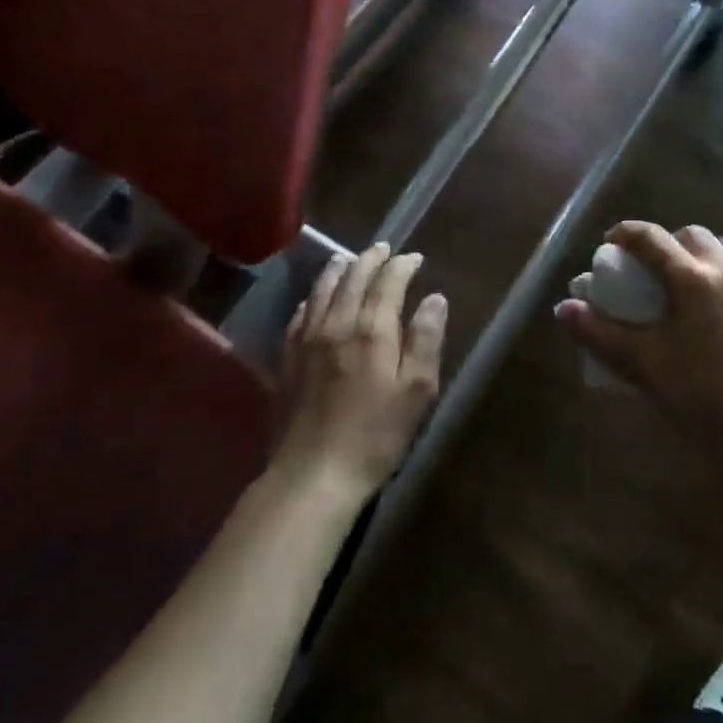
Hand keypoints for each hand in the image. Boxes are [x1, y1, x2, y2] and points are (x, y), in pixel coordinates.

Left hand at [274, 243, 446, 500]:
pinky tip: (314, 299)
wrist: (313, 474)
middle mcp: (337, 324)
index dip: (402, 265)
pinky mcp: (287, 359)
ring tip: (347, 258)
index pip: (388, 282)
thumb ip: (425, 340)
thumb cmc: (375, 435)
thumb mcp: (416, 392)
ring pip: (322, 290)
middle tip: (383, 249)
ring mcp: (307, 340)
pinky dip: (312, 297)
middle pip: (353, 278)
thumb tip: (435, 298)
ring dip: (338, 269)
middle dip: (370, 259)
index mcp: (372, 330)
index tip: (415, 258)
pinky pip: (299, 314)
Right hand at [557, 223, 722, 457]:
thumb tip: (563, 308)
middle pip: (693, 235)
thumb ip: (598, 332)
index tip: (613, 243)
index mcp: (692, 279)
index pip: (651, 238)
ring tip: (698, 277)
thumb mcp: (641, 362)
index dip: (626, 233)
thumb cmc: (695, 396)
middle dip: (669, 243)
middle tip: (657, 268)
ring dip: (709, 253)